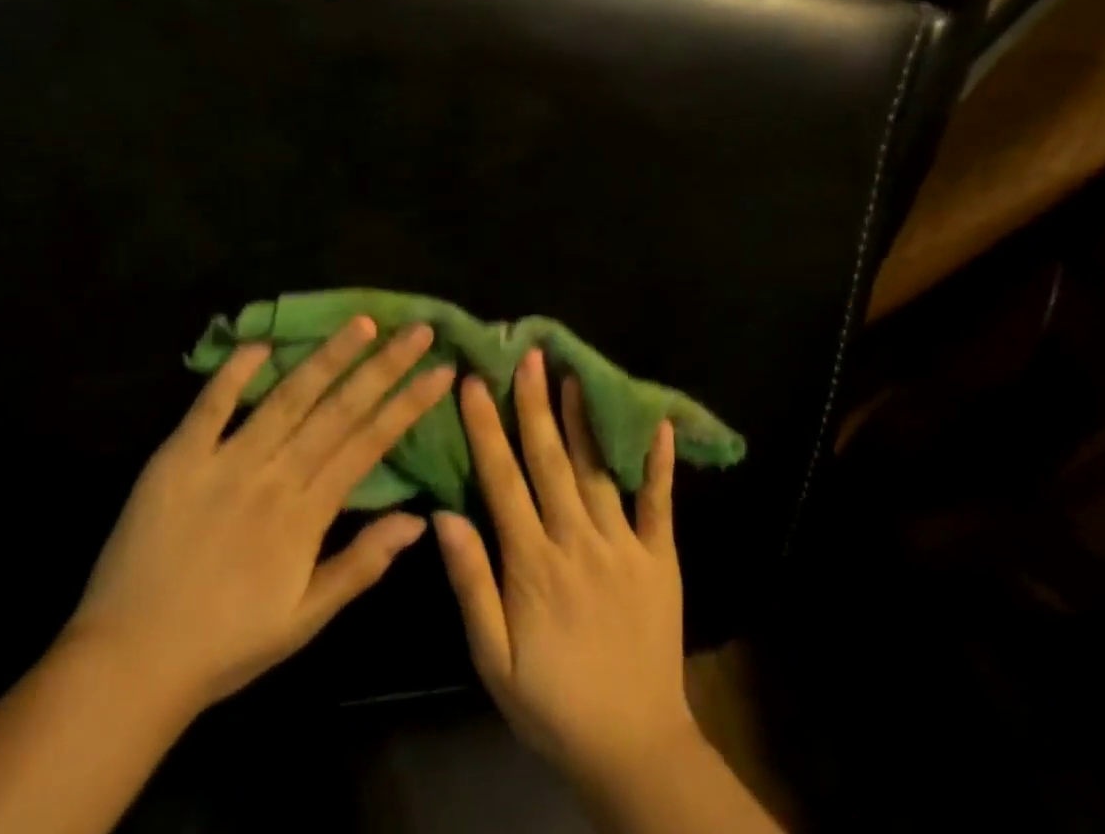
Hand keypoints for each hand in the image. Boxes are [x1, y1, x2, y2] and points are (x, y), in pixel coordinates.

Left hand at [72, 316, 454, 717]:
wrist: (129, 661)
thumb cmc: (226, 643)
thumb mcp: (305, 619)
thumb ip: (361, 564)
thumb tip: (418, 520)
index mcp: (306, 514)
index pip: (370, 444)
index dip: (408, 404)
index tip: (441, 370)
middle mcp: (274, 476)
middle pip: (338, 410)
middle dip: (384, 366)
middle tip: (417, 328)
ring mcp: (225, 461)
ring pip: (286, 397)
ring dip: (327, 356)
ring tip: (362, 322)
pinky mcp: (179, 456)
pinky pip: (211, 405)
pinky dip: (235, 373)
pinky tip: (262, 343)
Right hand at [434, 348, 699, 785]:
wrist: (635, 749)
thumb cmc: (552, 702)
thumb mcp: (493, 658)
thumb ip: (471, 584)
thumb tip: (444, 515)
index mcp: (532, 564)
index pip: (502, 480)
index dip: (486, 428)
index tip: (474, 382)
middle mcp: (577, 542)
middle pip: (550, 461)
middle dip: (535, 404)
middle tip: (528, 355)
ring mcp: (623, 547)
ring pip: (596, 470)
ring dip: (582, 419)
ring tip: (572, 373)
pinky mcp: (660, 559)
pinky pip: (659, 504)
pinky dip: (659, 463)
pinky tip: (658, 424)